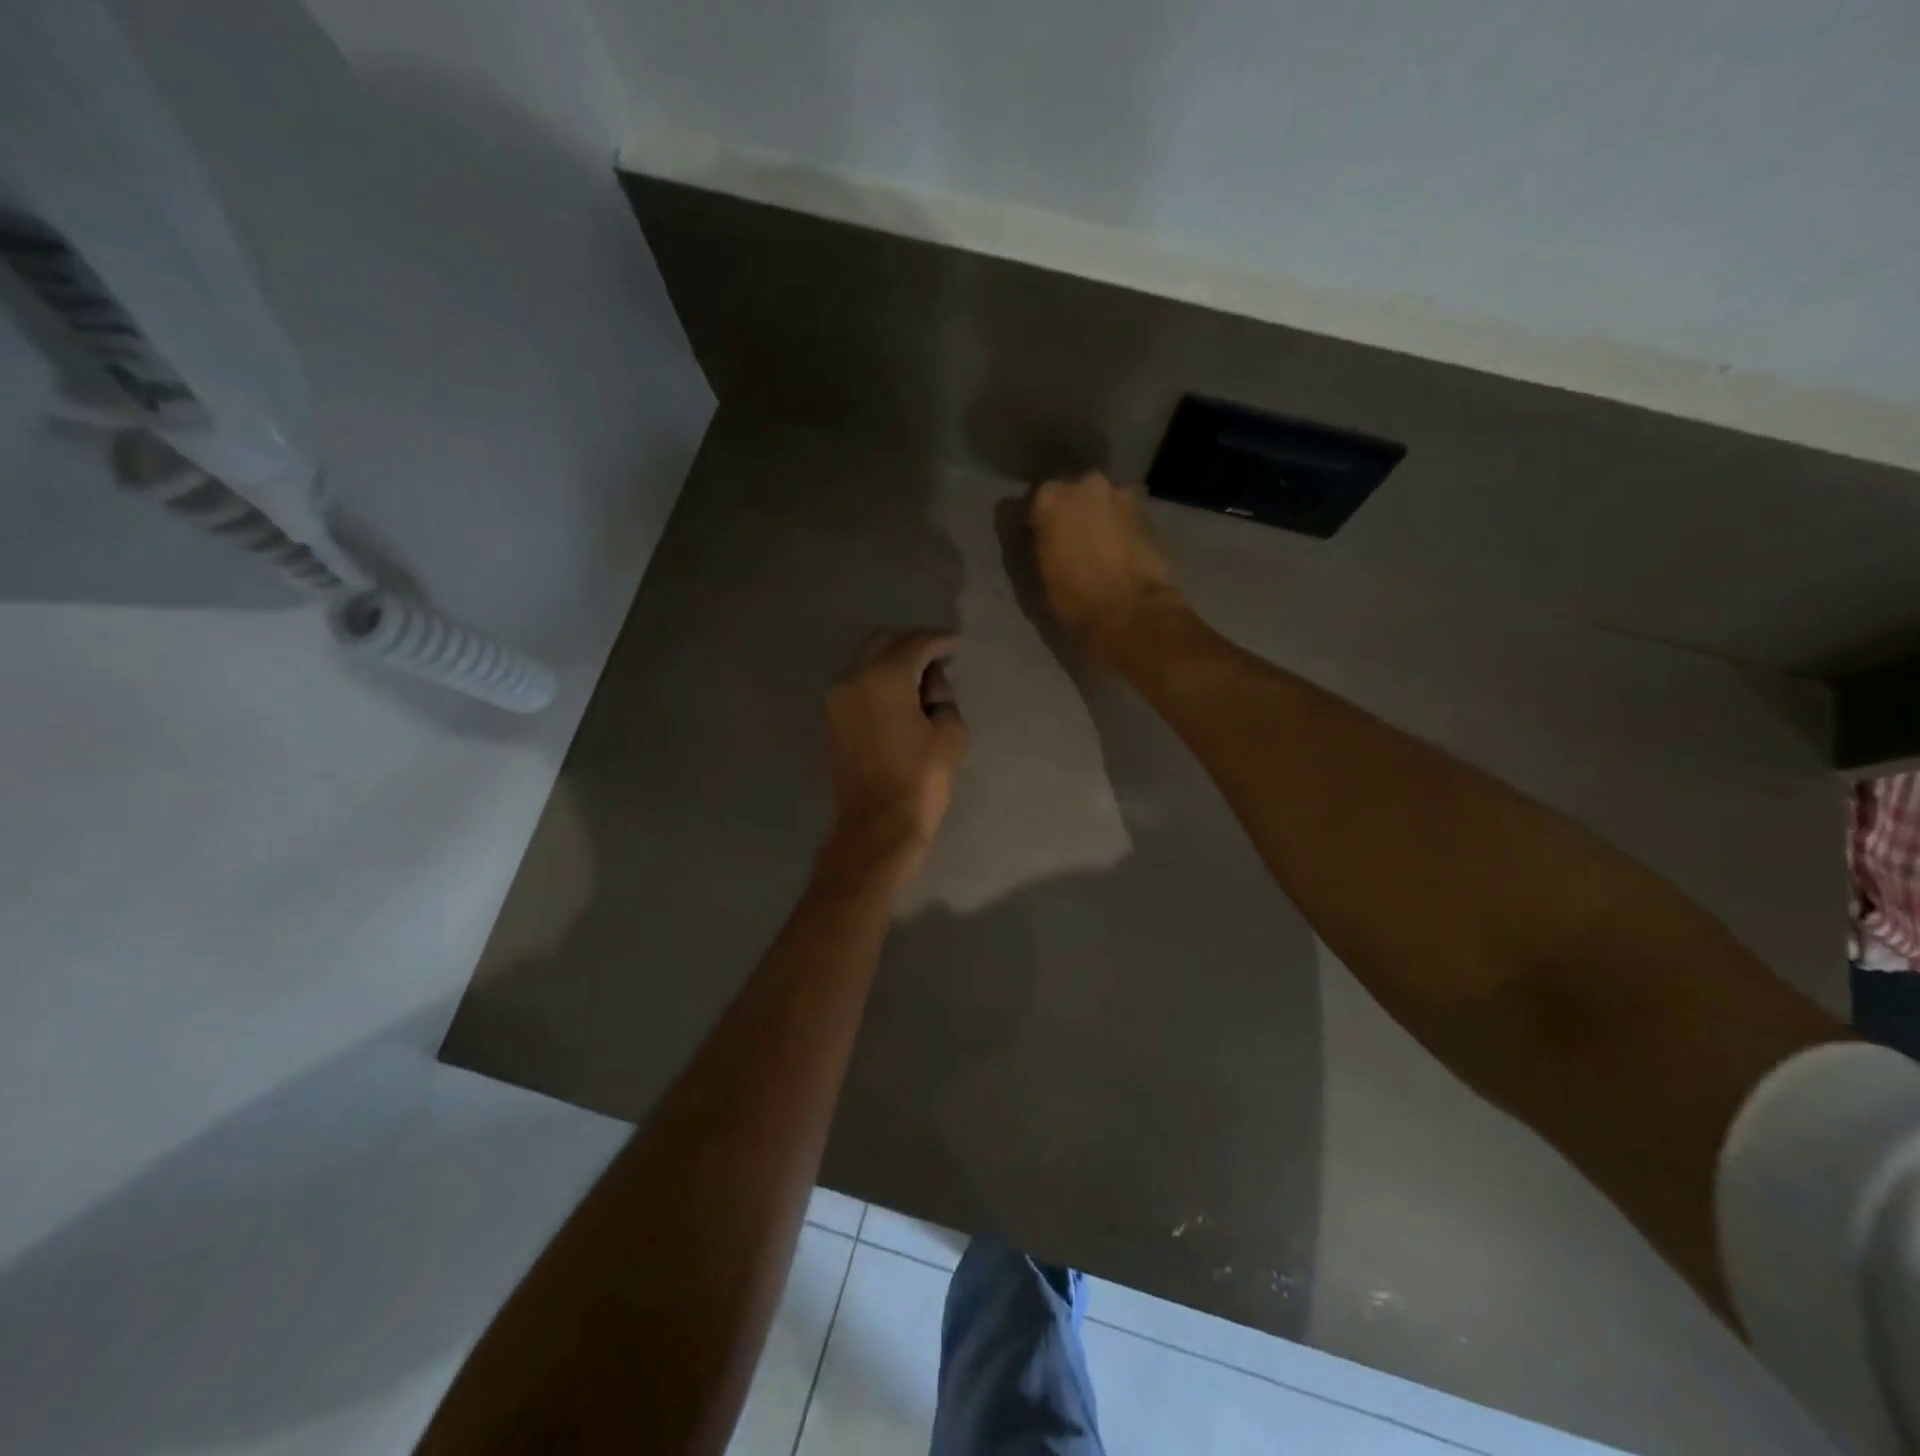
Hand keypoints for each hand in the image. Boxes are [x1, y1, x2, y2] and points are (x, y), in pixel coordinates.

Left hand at [823, 629, 970, 882]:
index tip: (956, 645)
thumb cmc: (920, 780)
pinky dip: (877, 679)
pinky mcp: (831, 718)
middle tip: (938, 659)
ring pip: (865, 660)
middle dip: (912, 644)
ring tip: (919, 679)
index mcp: (885, 676)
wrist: (876, 825)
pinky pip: (856, 683)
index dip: (940, 641)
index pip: (916, 643)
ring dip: (892, 660)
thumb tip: (931, 683)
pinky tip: (899, 696)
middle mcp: (853, 677)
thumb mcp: (950, 734)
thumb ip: (943, 697)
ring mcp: (836, 698)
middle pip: (884, 641)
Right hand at [1029, 472, 1185, 661]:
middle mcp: (1084, 484)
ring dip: (1095, 517)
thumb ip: (1030, 546)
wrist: (1130, 612)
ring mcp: (1121, 494)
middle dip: (1066, 514)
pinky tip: (1118, 551)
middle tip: (1066, 543)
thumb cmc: (1072, 599)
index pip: (1027, 503)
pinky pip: (1124, 514)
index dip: (1030, 525)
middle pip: (1068, 494)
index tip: (1033, 542)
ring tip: (1096, 547)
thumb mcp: (1035, 576)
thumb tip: (1034, 536)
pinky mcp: (1148, 511)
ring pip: (1099, 501)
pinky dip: (1119, 527)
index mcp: (1049, 498)